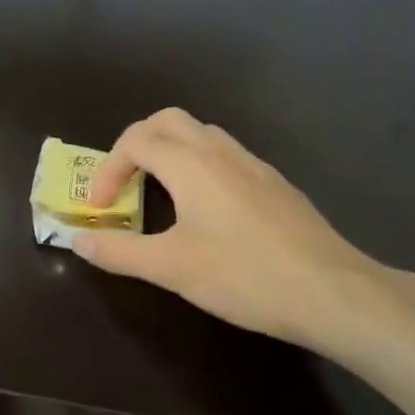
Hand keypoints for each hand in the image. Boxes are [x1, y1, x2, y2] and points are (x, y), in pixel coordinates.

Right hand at [72, 108, 400, 349]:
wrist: (335, 293)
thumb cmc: (244, 275)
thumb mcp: (170, 268)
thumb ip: (119, 252)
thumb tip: (78, 241)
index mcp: (190, 163)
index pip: (134, 141)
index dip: (108, 169)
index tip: (102, 208)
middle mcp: (219, 152)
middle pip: (167, 121)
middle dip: (136, 143)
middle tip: (125, 181)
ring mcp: (253, 165)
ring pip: (201, 134)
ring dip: (170, 151)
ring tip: (159, 191)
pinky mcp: (275, 184)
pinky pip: (226, 155)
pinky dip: (200, 165)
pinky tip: (206, 209)